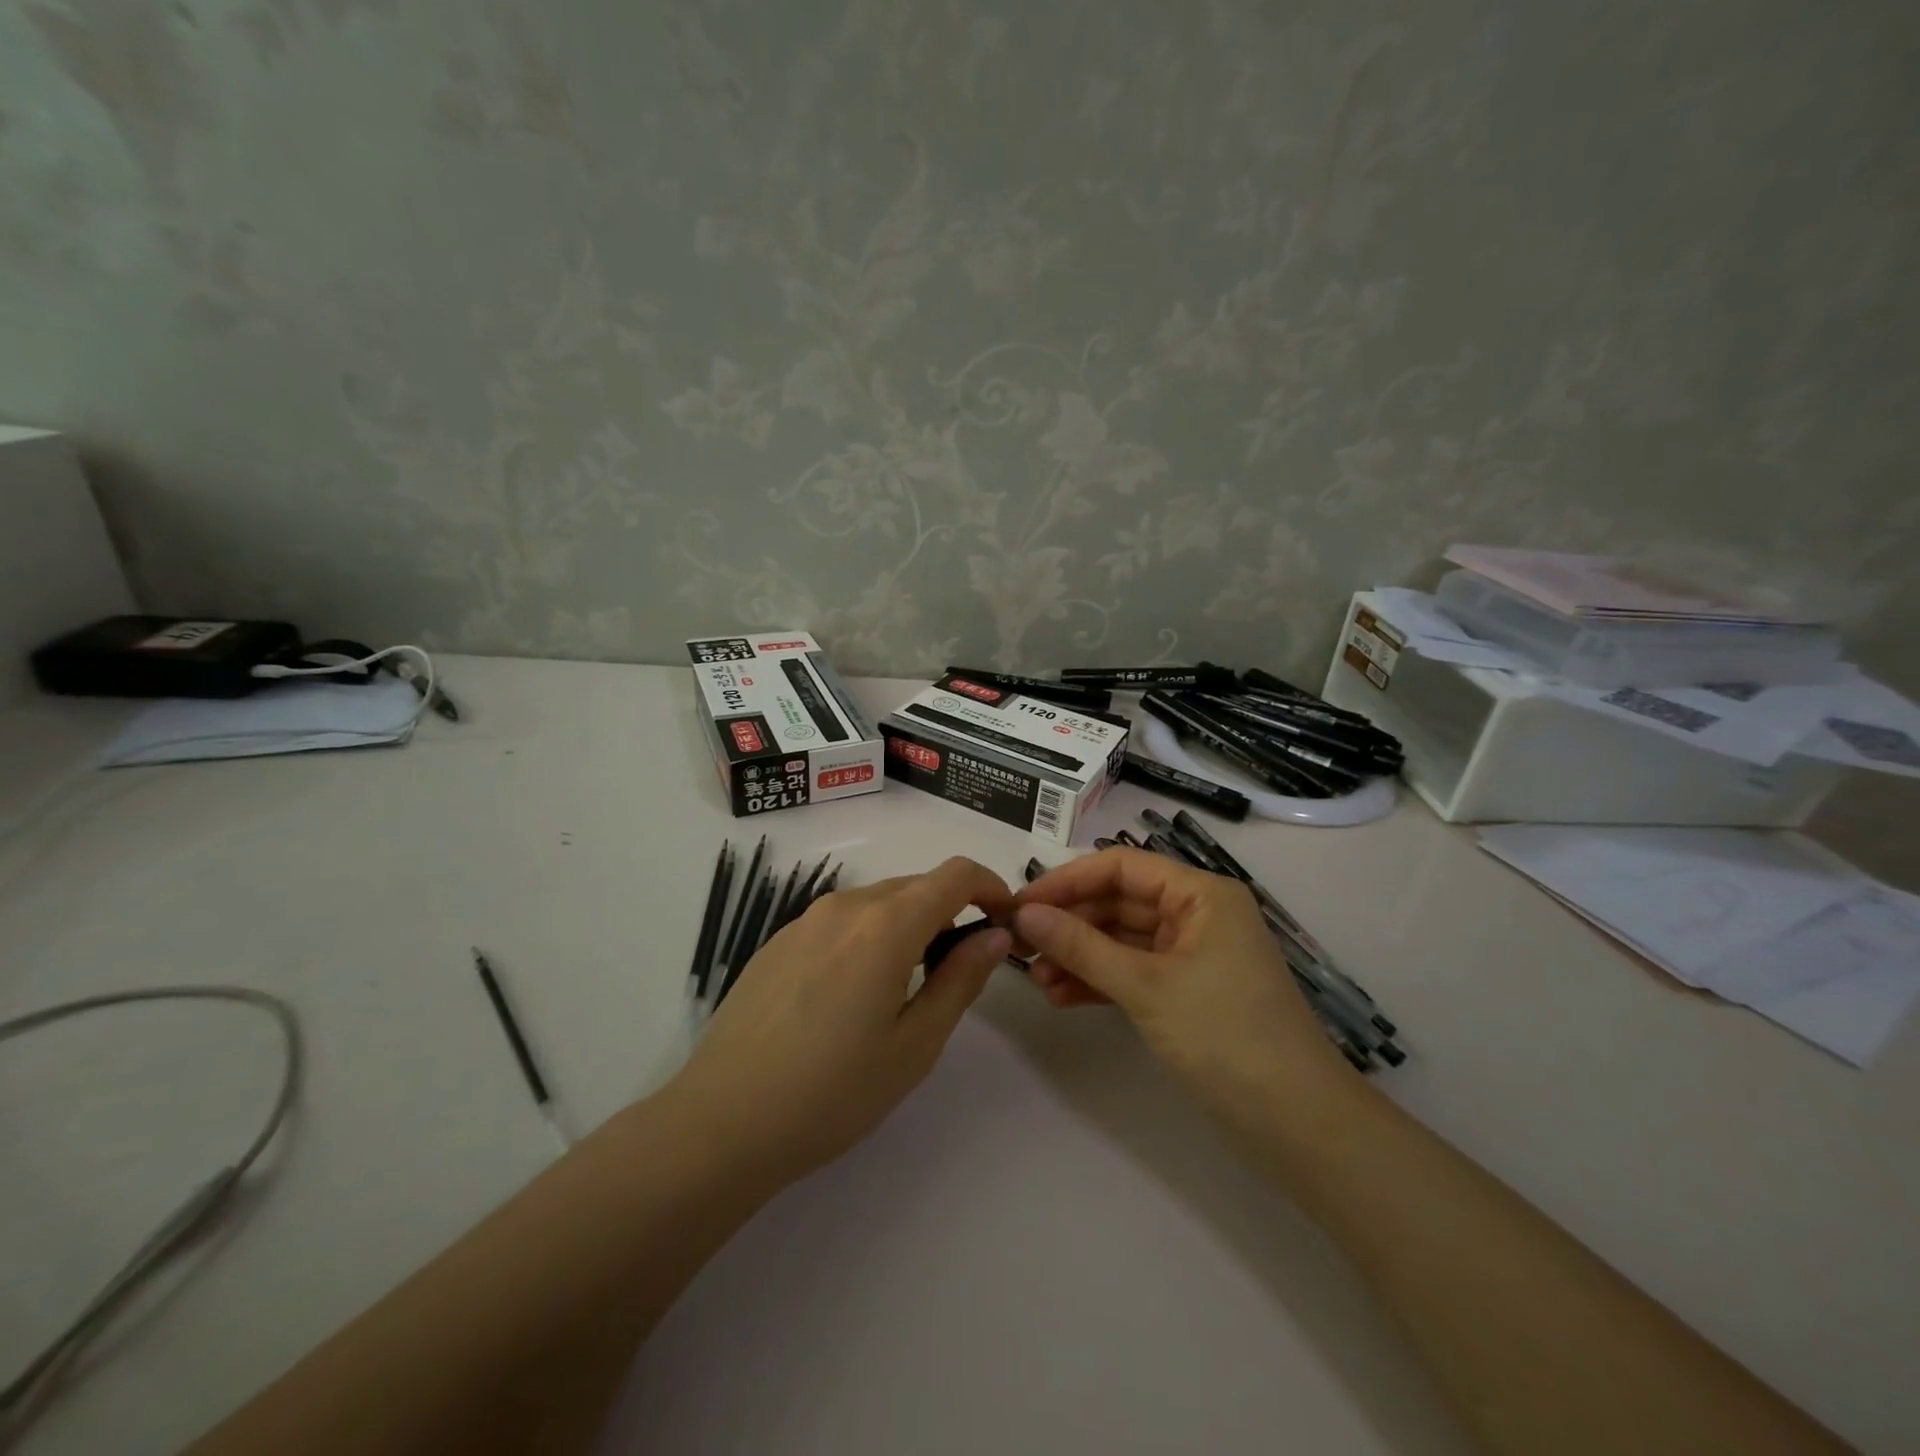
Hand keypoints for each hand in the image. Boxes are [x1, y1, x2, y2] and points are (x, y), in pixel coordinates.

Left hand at [667, 857, 1013, 1187]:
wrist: (721, 1122)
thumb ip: (960, 980)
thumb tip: (995, 935)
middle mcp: (845, 906)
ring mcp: (804, 920)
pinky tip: (853, 995)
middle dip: (951, 911)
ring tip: (908, 986)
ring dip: (909, 924)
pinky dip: (869, 936)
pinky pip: (840, 921)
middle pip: (916, 886)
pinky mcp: (777, 941)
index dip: (989, 886)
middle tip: (961, 967)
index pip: (954, 874)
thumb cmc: (832, 1092)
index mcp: (886, 925)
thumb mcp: (914, 1045)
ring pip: (877, 902)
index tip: (1004, 921)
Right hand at [1012, 848, 1354, 1126]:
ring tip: (1036, 979)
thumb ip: (1082, 947)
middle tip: (1019, 945)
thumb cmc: (1226, 1036)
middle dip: (1070, 923)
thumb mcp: (1147, 987)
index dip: (1068, 881)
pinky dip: (1099, 981)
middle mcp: (1197, 914)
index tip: (1021, 904)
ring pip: (1122, 940)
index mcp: (1201, 894)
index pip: (1122, 867)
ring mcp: (1193, 955)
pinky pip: (1133, 973)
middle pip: (1119, 902)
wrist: (1297, 1124)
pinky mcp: (1187, 992)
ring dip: (1080, 955)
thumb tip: (1025, 914)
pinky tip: (1061, 997)